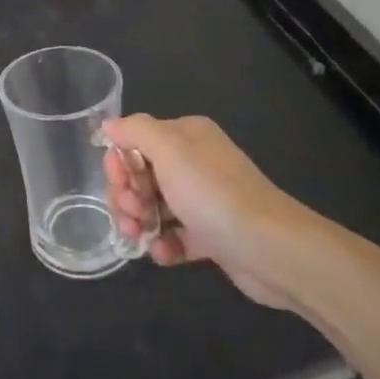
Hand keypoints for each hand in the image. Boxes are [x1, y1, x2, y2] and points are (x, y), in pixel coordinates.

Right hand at [102, 114, 318, 309]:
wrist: (271, 249)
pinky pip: (175, 236)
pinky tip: (162, 254)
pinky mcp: (212, 236)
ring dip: (139, 221)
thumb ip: (134, 131)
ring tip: (139, 238)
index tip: (120, 184)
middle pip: (141, 175)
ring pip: (154, 207)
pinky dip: (163, 244)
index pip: (136, 141)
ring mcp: (204, 200)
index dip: (120, 163)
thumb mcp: (168, 149)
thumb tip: (108, 125)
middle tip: (130, 214)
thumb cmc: (213, 192)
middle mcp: (195, 163)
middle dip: (127, 195)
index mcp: (186, 136)